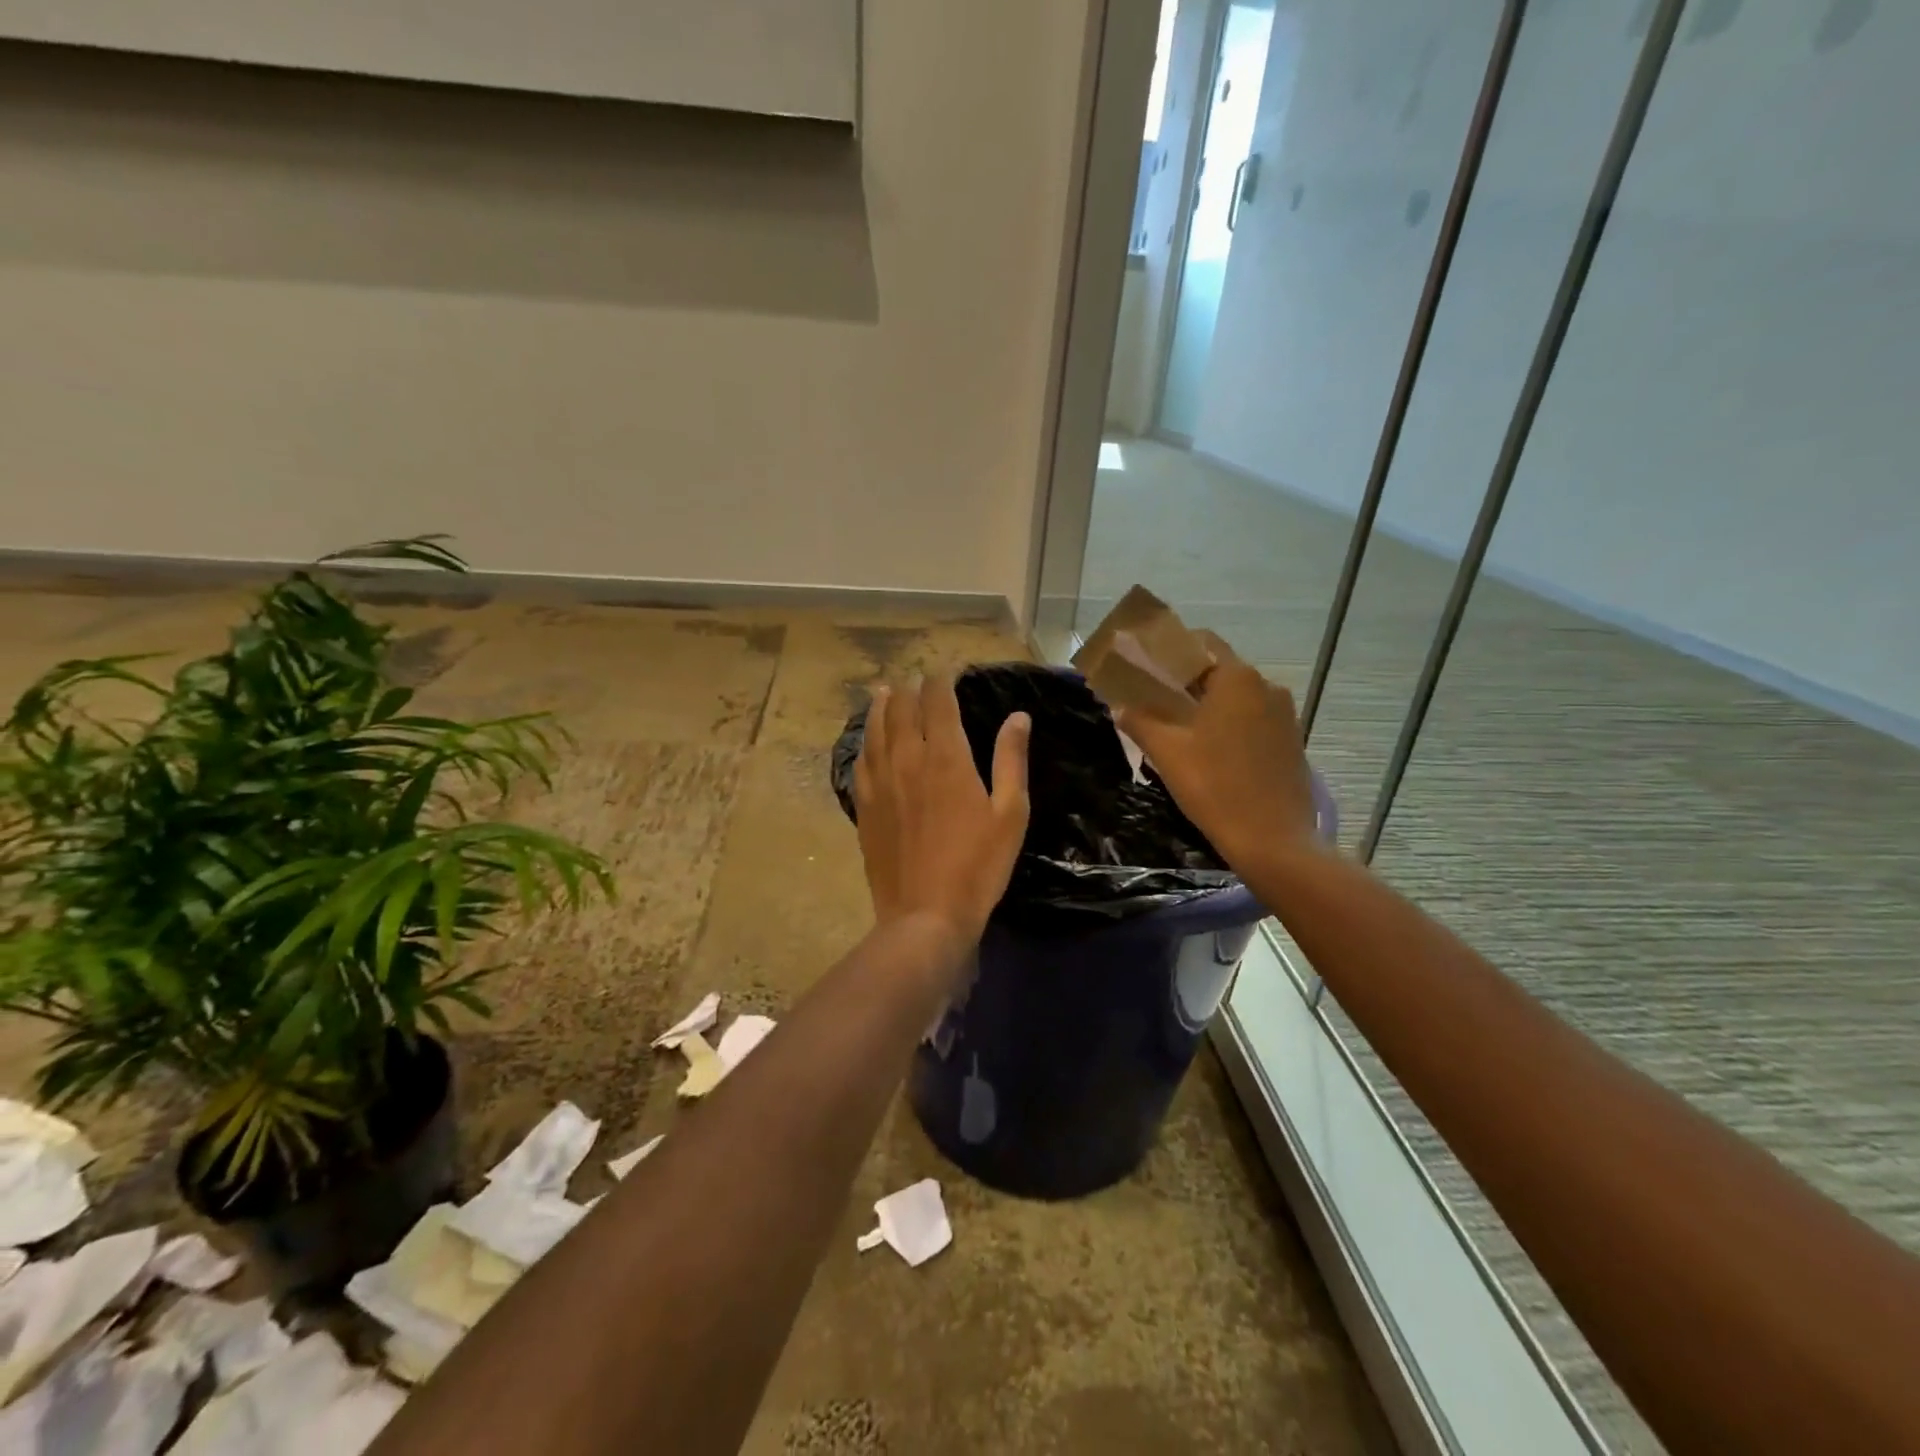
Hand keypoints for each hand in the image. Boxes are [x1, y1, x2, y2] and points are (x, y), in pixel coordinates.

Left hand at [851, 674, 1030, 950]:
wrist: (925, 914)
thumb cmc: (978, 866)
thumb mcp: (1009, 813)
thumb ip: (1011, 760)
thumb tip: (1017, 717)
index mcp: (946, 757)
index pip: (938, 702)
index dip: (940, 681)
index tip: (945, 671)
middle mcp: (907, 759)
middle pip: (902, 710)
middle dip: (909, 689)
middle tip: (915, 679)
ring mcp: (880, 782)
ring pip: (875, 730)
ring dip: (881, 707)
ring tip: (884, 692)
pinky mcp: (864, 806)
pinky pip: (861, 761)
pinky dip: (865, 741)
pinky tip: (868, 740)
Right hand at [1115, 634, 1319, 869]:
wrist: (1274, 841)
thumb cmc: (1215, 787)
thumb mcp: (1167, 753)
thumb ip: (1139, 721)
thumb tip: (1119, 707)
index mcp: (1237, 678)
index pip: (1201, 643)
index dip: (1171, 651)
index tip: (1146, 666)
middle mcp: (1267, 687)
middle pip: (1219, 669)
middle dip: (1186, 680)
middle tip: (1153, 699)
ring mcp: (1285, 715)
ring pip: (1237, 697)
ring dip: (1208, 704)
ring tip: (1177, 726)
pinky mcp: (1291, 742)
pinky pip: (1253, 719)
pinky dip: (1229, 724)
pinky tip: (1209, 748)